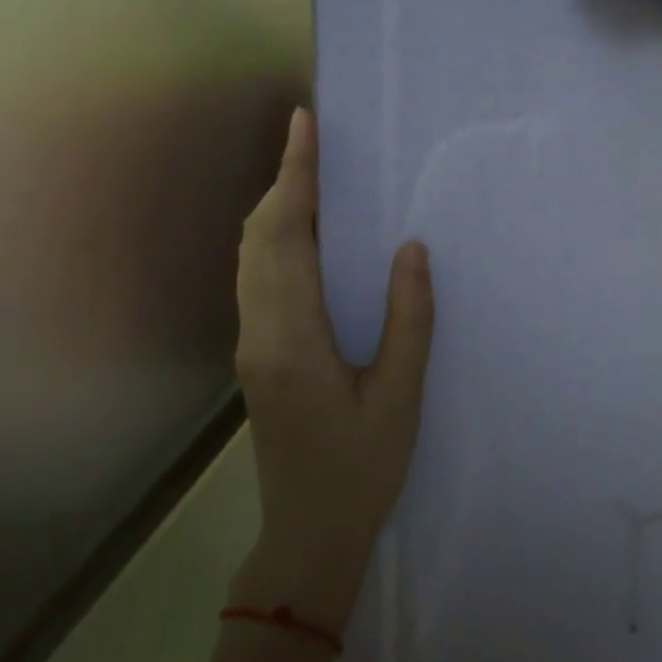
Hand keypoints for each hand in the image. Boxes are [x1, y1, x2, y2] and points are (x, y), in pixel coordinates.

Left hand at [230, 109, 434, 627]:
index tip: (303, 125)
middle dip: (283, 181)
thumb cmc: (361, 470)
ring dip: (276, 208)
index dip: (294, 175)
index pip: (286, 235)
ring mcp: (251, 343)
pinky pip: (257, 277)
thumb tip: (410, 248)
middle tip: (314, 140)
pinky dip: (275, 238)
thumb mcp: (399, 396)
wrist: (308, 536)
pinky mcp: (256, 354)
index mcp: (292, 337)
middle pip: (258, 236)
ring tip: (311, 175)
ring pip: (251, 255)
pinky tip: (305, 236)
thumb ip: (408, 318)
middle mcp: (259, 330)